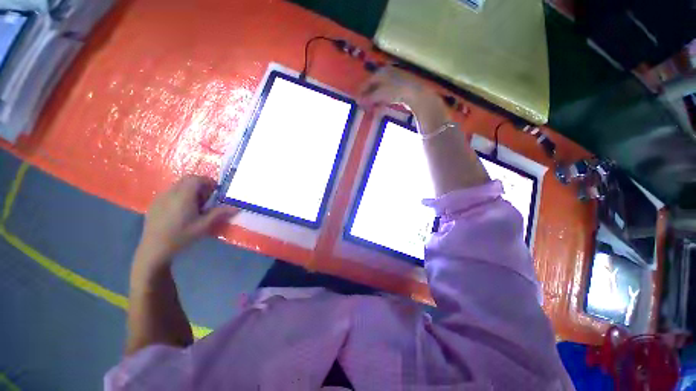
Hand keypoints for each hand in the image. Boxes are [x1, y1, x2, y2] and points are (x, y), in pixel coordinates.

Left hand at [135, 175, 236, 271]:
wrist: (154, 248)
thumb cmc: (181, 236)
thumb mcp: (203, 226)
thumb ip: (219, 214)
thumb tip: (236, 208)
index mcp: (183, 196)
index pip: (196, 179)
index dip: (208, 181)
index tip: (216, 191)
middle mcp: (170, 193)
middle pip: (187, 179)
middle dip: (200, 184)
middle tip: (207, 198)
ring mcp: (160, 197)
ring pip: (178, 185)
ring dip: (190, 189)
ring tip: (195, 205)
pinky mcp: (155, 203)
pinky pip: (170, 192)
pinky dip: (180, 194)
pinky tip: (182, 210)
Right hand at [358, 67, 449, 134]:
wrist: (416, 94)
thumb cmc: (396, 90)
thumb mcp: (380, 94)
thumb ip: (368, 97)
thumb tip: (358, 101)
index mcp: (381, 72)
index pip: (367, 82)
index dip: (361, 91)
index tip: (357, 101)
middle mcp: (387, 75)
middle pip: (374, 87)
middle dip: (368, 98)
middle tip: (363, 107)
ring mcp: (394, 82)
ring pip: (380, 92)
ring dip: (374, 102)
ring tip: (371, 110)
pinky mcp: (400, 90)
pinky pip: (387, 96)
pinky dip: (382, 102)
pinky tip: (380, 109)